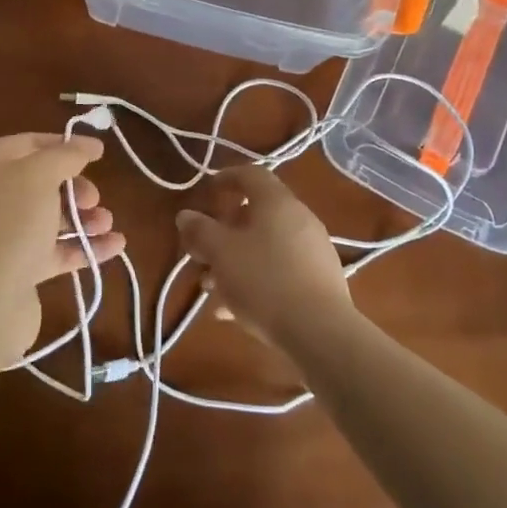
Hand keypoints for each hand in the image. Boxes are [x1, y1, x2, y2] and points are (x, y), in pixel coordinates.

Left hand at [0, 132, 124, 364]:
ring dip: (83, 218)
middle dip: (75, 187)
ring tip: (108, 223)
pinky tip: (115, 246)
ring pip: (49, 217)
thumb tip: (89, 144)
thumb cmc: (10, 223)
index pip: (29, 144)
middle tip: (94, 198)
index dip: (64, 145)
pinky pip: (54, 250)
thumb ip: (67, 155)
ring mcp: (1, 235)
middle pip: (41, 182)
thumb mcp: (40, 174)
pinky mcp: (16, 270)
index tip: (98, 153)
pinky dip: (83, 246)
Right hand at [176, 165, 354, 350]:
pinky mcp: (320, 281)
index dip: (226, 178)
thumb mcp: (221, 253)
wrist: (321, 333)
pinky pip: (280, 270)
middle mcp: (300, 218)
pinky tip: (234, 310)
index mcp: (277, 202)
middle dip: (224, 231)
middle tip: (201, 251)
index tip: (206, 193)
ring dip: (236, 260)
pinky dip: (255, 280)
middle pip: (256, 214)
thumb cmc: (264, 281)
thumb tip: (186, 215)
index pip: (251, 174)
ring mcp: (313, 251)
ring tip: (212, 287)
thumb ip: (200, 231)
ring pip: (266, 246)